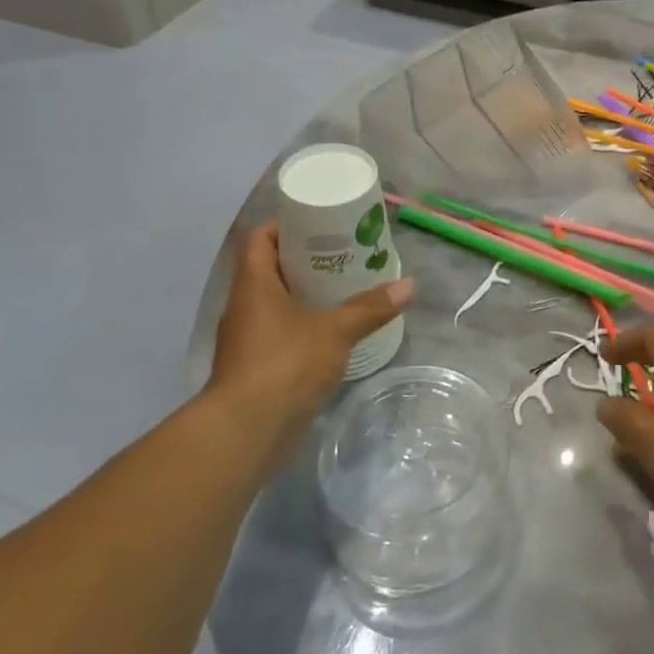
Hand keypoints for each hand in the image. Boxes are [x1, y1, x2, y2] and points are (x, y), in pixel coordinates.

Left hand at [205, 223, 412, 474]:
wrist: (246, 432)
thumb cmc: (284, 366)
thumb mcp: (335, 331)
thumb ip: (370, 308)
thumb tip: (409, 285)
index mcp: (253, 285)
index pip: (260, 238)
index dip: (286, 225)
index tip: (319, 222)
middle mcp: (245, 306)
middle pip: (270, 268)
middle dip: (306, 258)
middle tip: (344, 252)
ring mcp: (248, 338)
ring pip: (276, 302)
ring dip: (305, 293)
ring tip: (345, 286)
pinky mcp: (256, 366)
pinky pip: (280, 331)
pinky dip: (303, 324)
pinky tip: (333, 328)